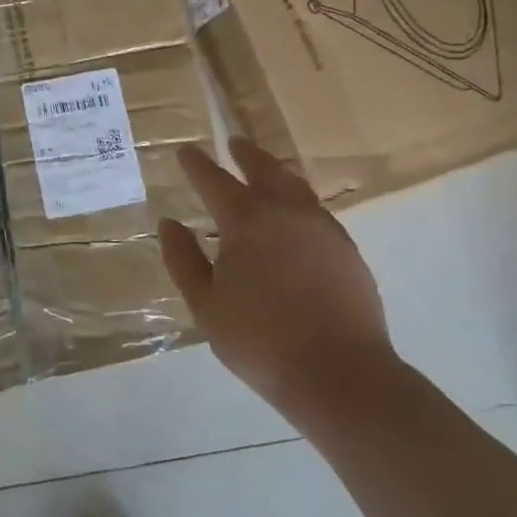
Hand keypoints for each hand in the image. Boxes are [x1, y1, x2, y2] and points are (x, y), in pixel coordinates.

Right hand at [159, 138, 398, 416]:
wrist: (339, 374)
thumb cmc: (260, 340)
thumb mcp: (205, 305)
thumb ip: (184, 260)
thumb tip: (170, 223)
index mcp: (246, 221)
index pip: (214, 181)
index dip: (196, 164)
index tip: (186, 151)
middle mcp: (286, 212)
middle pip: (264, 169)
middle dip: (246, 154)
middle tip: (234, 142)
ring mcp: (322, 228)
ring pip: (295, 186)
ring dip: (276, 172)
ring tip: (266, 170)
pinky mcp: (347, 249)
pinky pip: (316, 210)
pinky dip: (299, 201)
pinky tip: (296, 215)